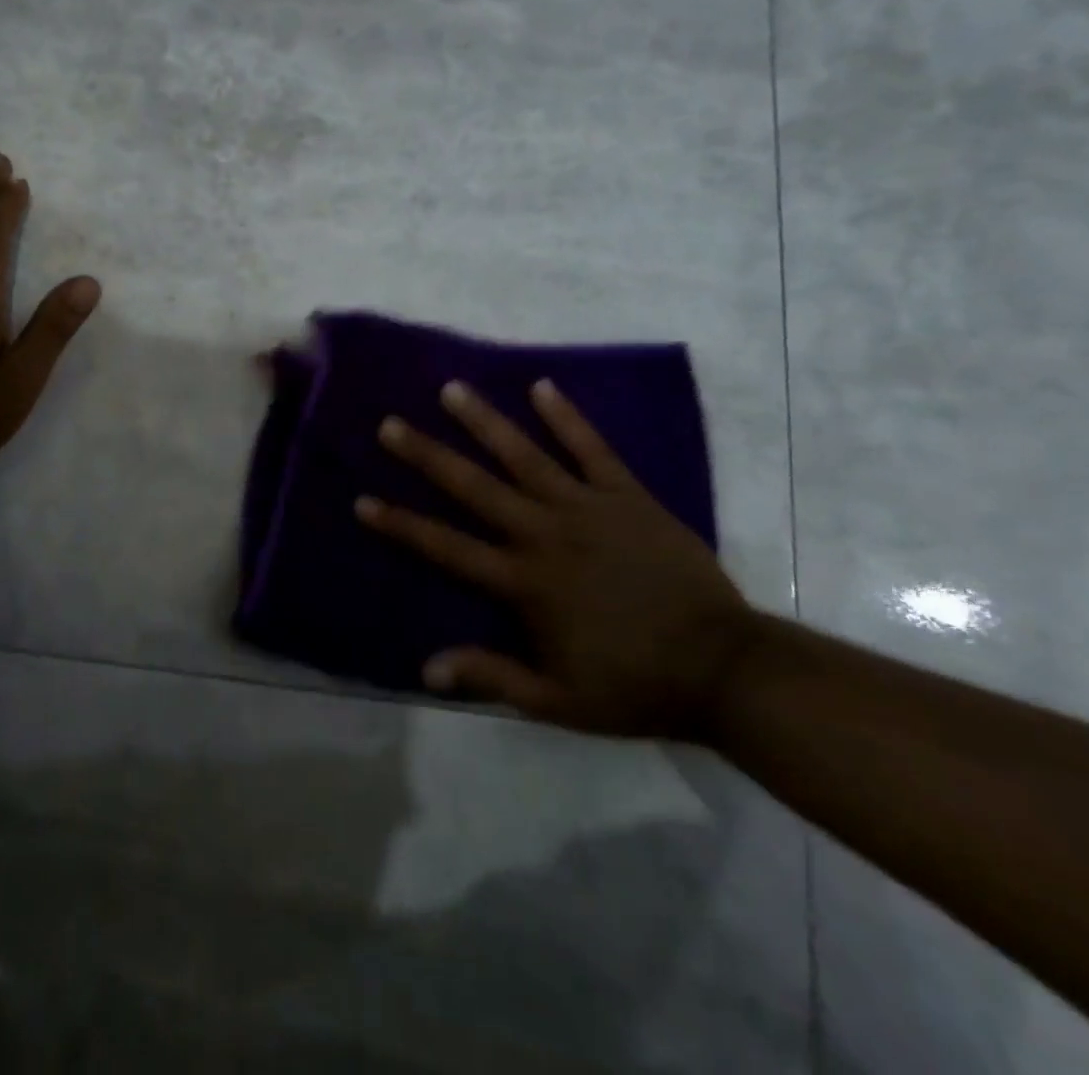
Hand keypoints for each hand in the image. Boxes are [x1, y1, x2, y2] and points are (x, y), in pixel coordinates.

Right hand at [358, 379, 757, 741]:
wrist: (725, 669)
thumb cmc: (634, 685)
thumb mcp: (557, 700)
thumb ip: (491, 677)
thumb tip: (426, 668)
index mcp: (524, 582)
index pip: (447, 547)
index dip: (401, 524)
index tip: (363, 500)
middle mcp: (545, 534)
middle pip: (474, 488)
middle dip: (428, 455)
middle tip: (391, 424)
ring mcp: (587, 509)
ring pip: (525, 457)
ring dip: (485, 422)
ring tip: (452, 390)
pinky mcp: (628, 497)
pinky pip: (593, 450)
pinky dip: (567, 418)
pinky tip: (542, 386)